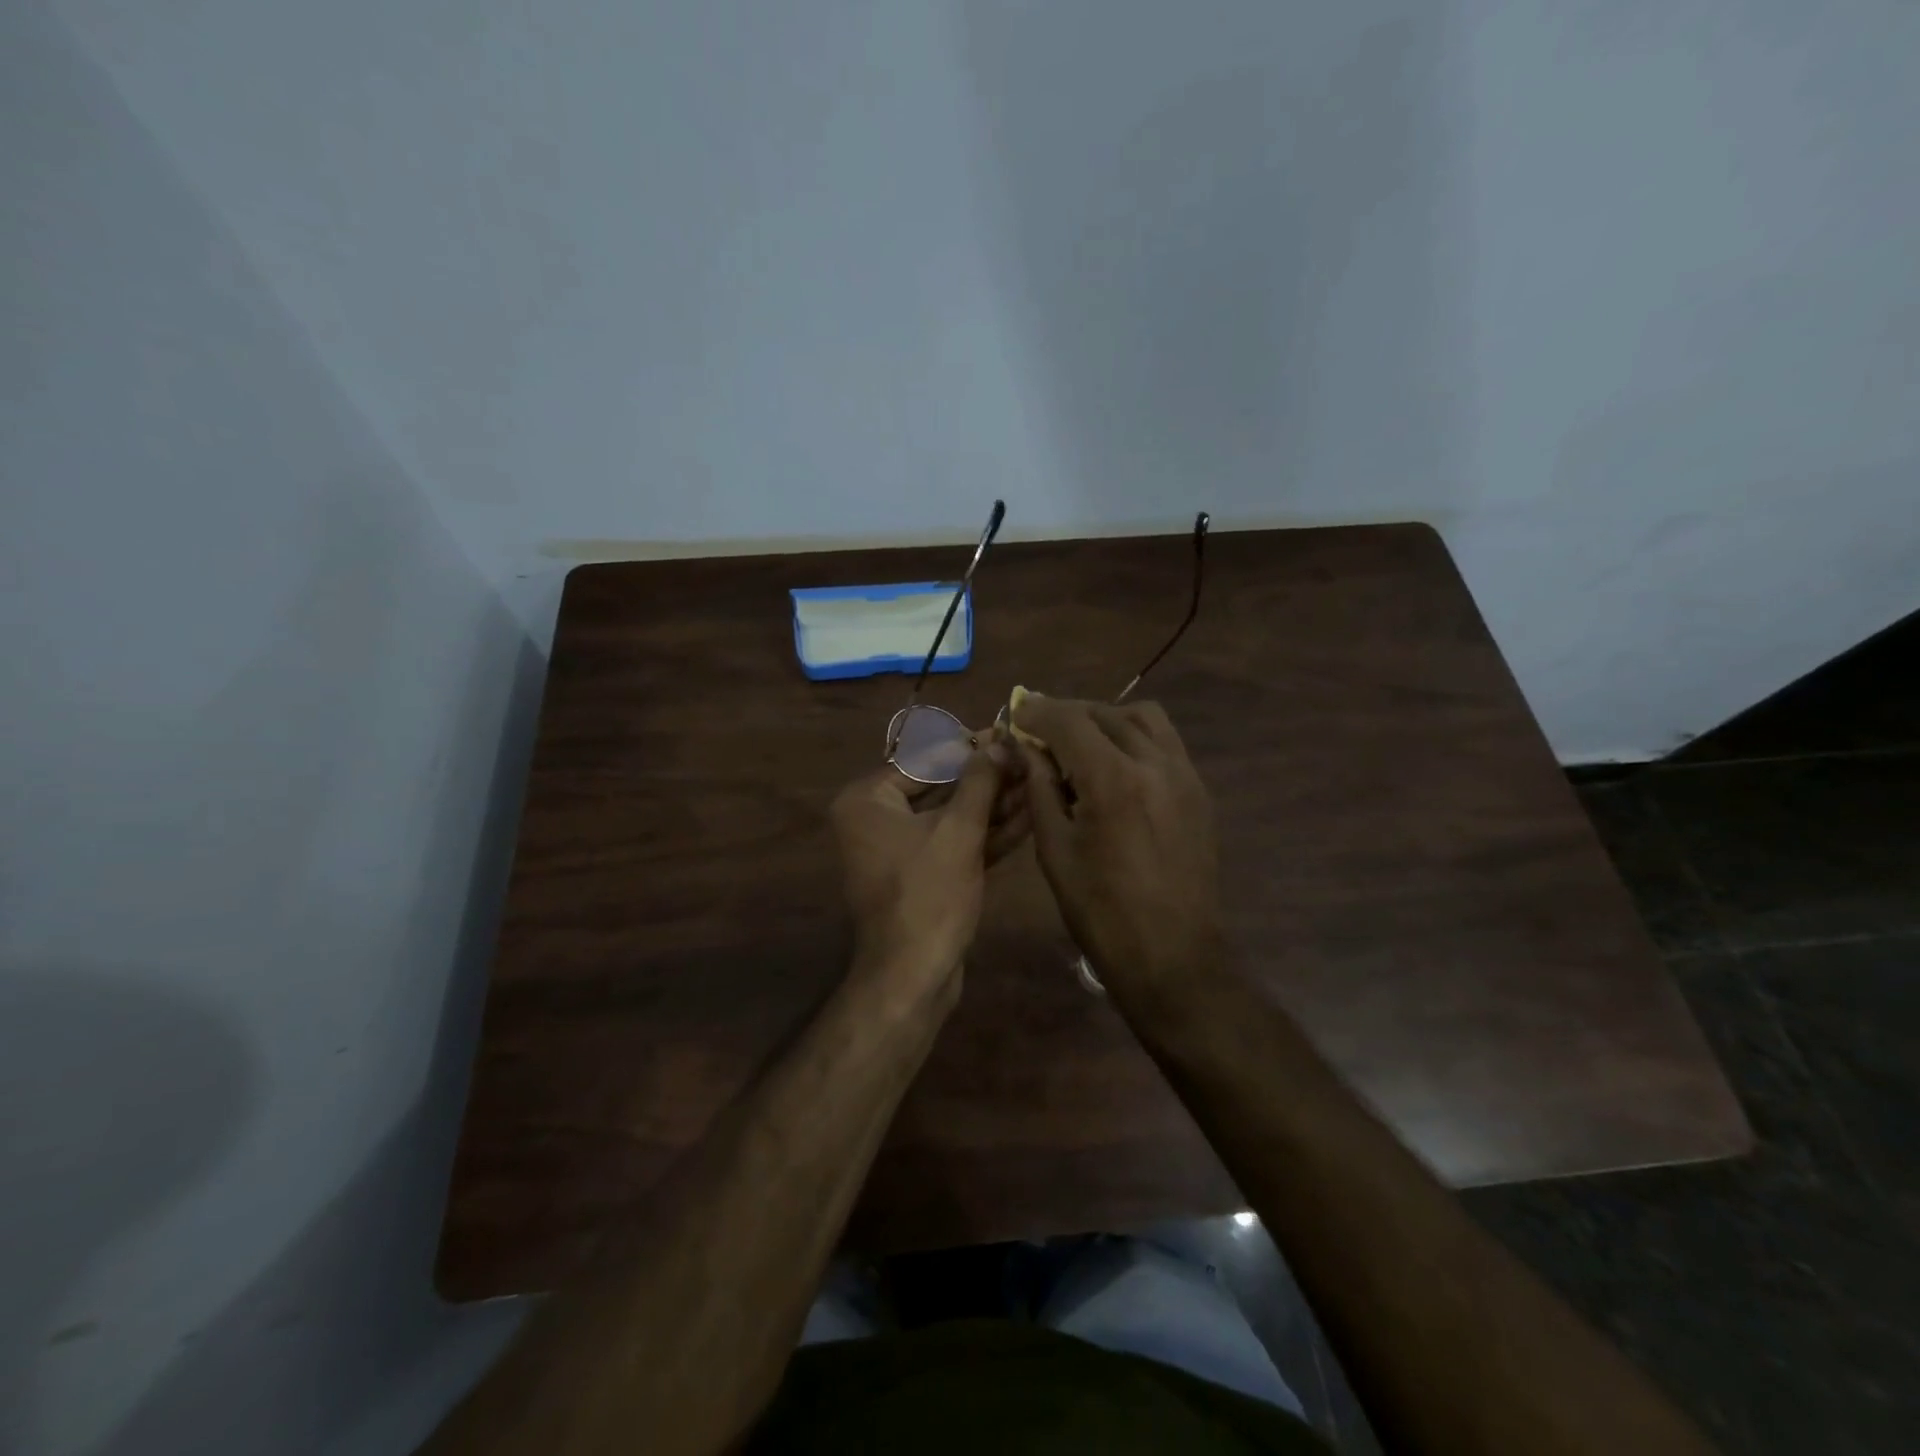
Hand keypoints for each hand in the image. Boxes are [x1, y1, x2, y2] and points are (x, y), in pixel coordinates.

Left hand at [830, 732, 1026, 996]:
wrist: (913, 976)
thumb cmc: (929, 894)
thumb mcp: (959, 831)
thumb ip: (979, 782)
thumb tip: (998, 742)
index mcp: (868, 800)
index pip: (926, 759)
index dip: (971, 748)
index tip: (1008, 735)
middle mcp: (875, 819)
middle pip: (940, 788)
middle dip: (987, 780)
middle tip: (1029, 761)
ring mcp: (897, 849)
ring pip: (951, 817)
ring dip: (993, 806)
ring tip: (1036, 784)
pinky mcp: (920, 875)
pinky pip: (952, 843)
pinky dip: (985, 834)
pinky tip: (1026, 818)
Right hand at [1013, 694, 1223, 1003]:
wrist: (1172, 955)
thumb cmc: (1100, 910)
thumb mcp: (1054, 849)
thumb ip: (1040, 787)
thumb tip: (1025, 747)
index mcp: (1113, 779)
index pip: (1070, 720)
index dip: (1038, 711)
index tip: (1017, 710)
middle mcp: (1155, 763)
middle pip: (1106, 712)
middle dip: (1068, 714)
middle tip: (1040, 731)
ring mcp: (1185, 775)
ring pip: (1144, 718)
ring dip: (1106, 718)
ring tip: (1081, 743)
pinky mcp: (1199, 791)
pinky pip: (1165, 743)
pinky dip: (1135, 738)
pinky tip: (1115, 765)